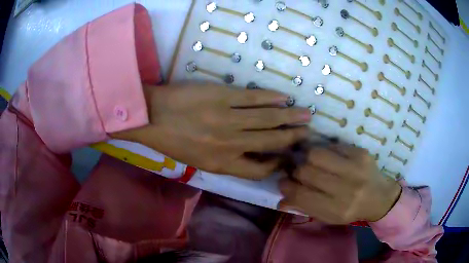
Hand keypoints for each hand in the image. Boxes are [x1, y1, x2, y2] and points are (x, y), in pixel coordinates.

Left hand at [113, 83, 311, 178]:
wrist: (152, 117)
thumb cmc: (172, 141)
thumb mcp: (198, 161)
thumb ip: (225, 161)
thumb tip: (249, 155)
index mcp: (222, 164)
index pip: (259, 170)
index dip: (276, 165)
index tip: (285, 158)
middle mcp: (230, 144)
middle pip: (271, 142)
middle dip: (292, 138)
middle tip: (307, 133)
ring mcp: (228, 119)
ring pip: (267, 119)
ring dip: (289, 117)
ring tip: (306, 115)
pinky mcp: (223, 97)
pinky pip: (253, 98)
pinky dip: (271, 98)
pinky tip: (284, 98)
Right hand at [279, 145, 401, 223]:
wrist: (379, 197)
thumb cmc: (351, 210)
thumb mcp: (329, 217)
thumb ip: (305, 207)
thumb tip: (281, 201)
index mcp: (337, 210)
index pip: (301, 195)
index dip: (286, 187)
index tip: (283, 182)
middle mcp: (346, 190)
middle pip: (306, 172)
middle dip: (296, 171)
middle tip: (298, 171)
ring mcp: (355, 169)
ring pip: (317, 154)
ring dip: (308, 157)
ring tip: (311, 161)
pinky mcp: (361, 153)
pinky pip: (332, 146)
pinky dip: (326, 151)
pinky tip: (330, 158)